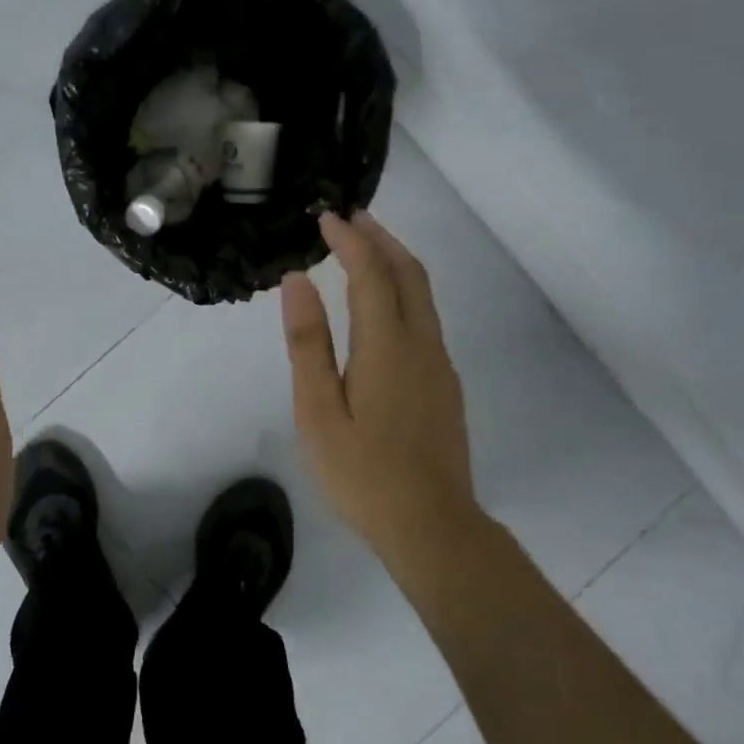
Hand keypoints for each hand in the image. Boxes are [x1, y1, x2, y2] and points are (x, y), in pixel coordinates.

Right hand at [280, 212, 480, 559]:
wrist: (432, 526)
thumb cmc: (363, 472)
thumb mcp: (318, 410)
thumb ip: (308, 343)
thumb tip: (298, 281)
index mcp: (388, 345)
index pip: (371, 273)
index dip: (350, 240)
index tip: (325, 217)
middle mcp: (422, 344)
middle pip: (409, 273)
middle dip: (380, 238)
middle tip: (350, 218)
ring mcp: (440, 364)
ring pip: (423, 294)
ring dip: (395, 261)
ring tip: (365, 247)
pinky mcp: (445, 383)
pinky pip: (426, 317)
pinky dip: (404, 290)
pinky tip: (384, 303)